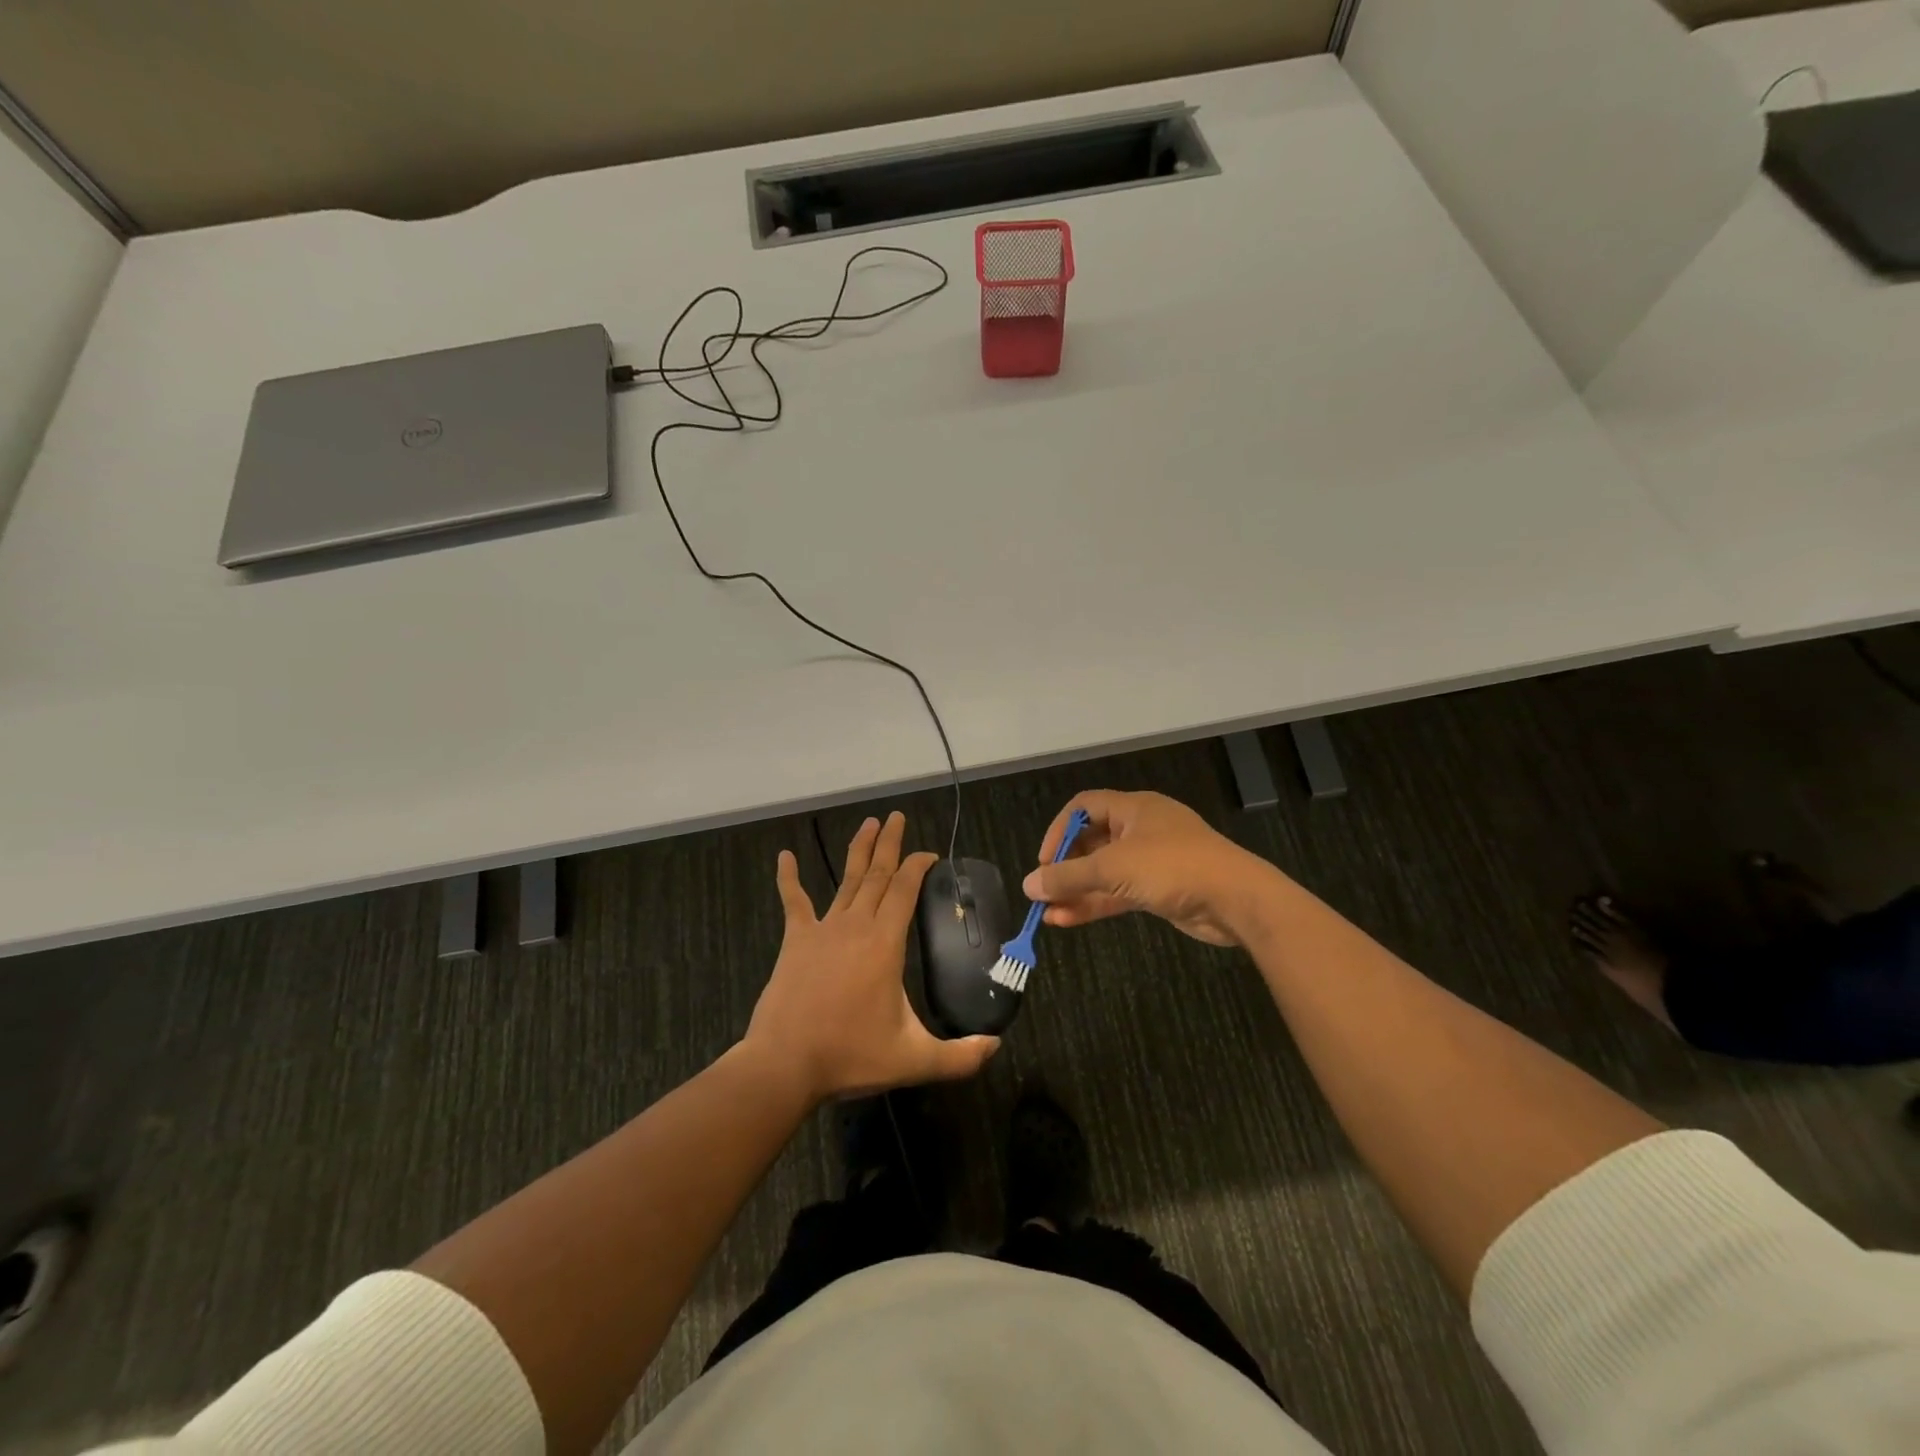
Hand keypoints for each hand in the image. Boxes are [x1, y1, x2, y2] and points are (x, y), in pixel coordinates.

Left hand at [744, 811, 998, 1102]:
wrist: (785, 1065)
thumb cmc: (850, 1056)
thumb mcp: (914, 1060)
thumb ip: (960, 1056)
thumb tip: (996, 1046)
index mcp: (885, 943)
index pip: (905, 889)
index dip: (918, 866)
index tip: (930, 854)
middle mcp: (855, 925)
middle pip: (877, 874)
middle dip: (890, 844)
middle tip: (896, 817)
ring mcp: (823, 930)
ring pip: (846, 881)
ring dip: (858, 851)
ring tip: (868, 823)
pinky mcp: (795, 941)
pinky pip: (793, 902)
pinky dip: (788, 878)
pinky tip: (784, 856)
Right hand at [1022, 790, 1278, 946]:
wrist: (1236, 900)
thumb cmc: (1173, 867)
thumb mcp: (1114, 868)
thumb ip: (1069, 876)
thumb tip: (1028, 884)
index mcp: (1133, 808)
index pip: (1084, 807)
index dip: (1059, 830)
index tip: (1044, 861)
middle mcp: (1141, 829)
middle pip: (1092, 842)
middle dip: (1066, 867)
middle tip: (1045, 890)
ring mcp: (1152, 861)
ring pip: (1104, 872)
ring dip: (1077, 891)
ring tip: (1047, 912)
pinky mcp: (1159, 890)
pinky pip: (1119, 893)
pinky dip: (1095, 904)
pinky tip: (1068, 920)